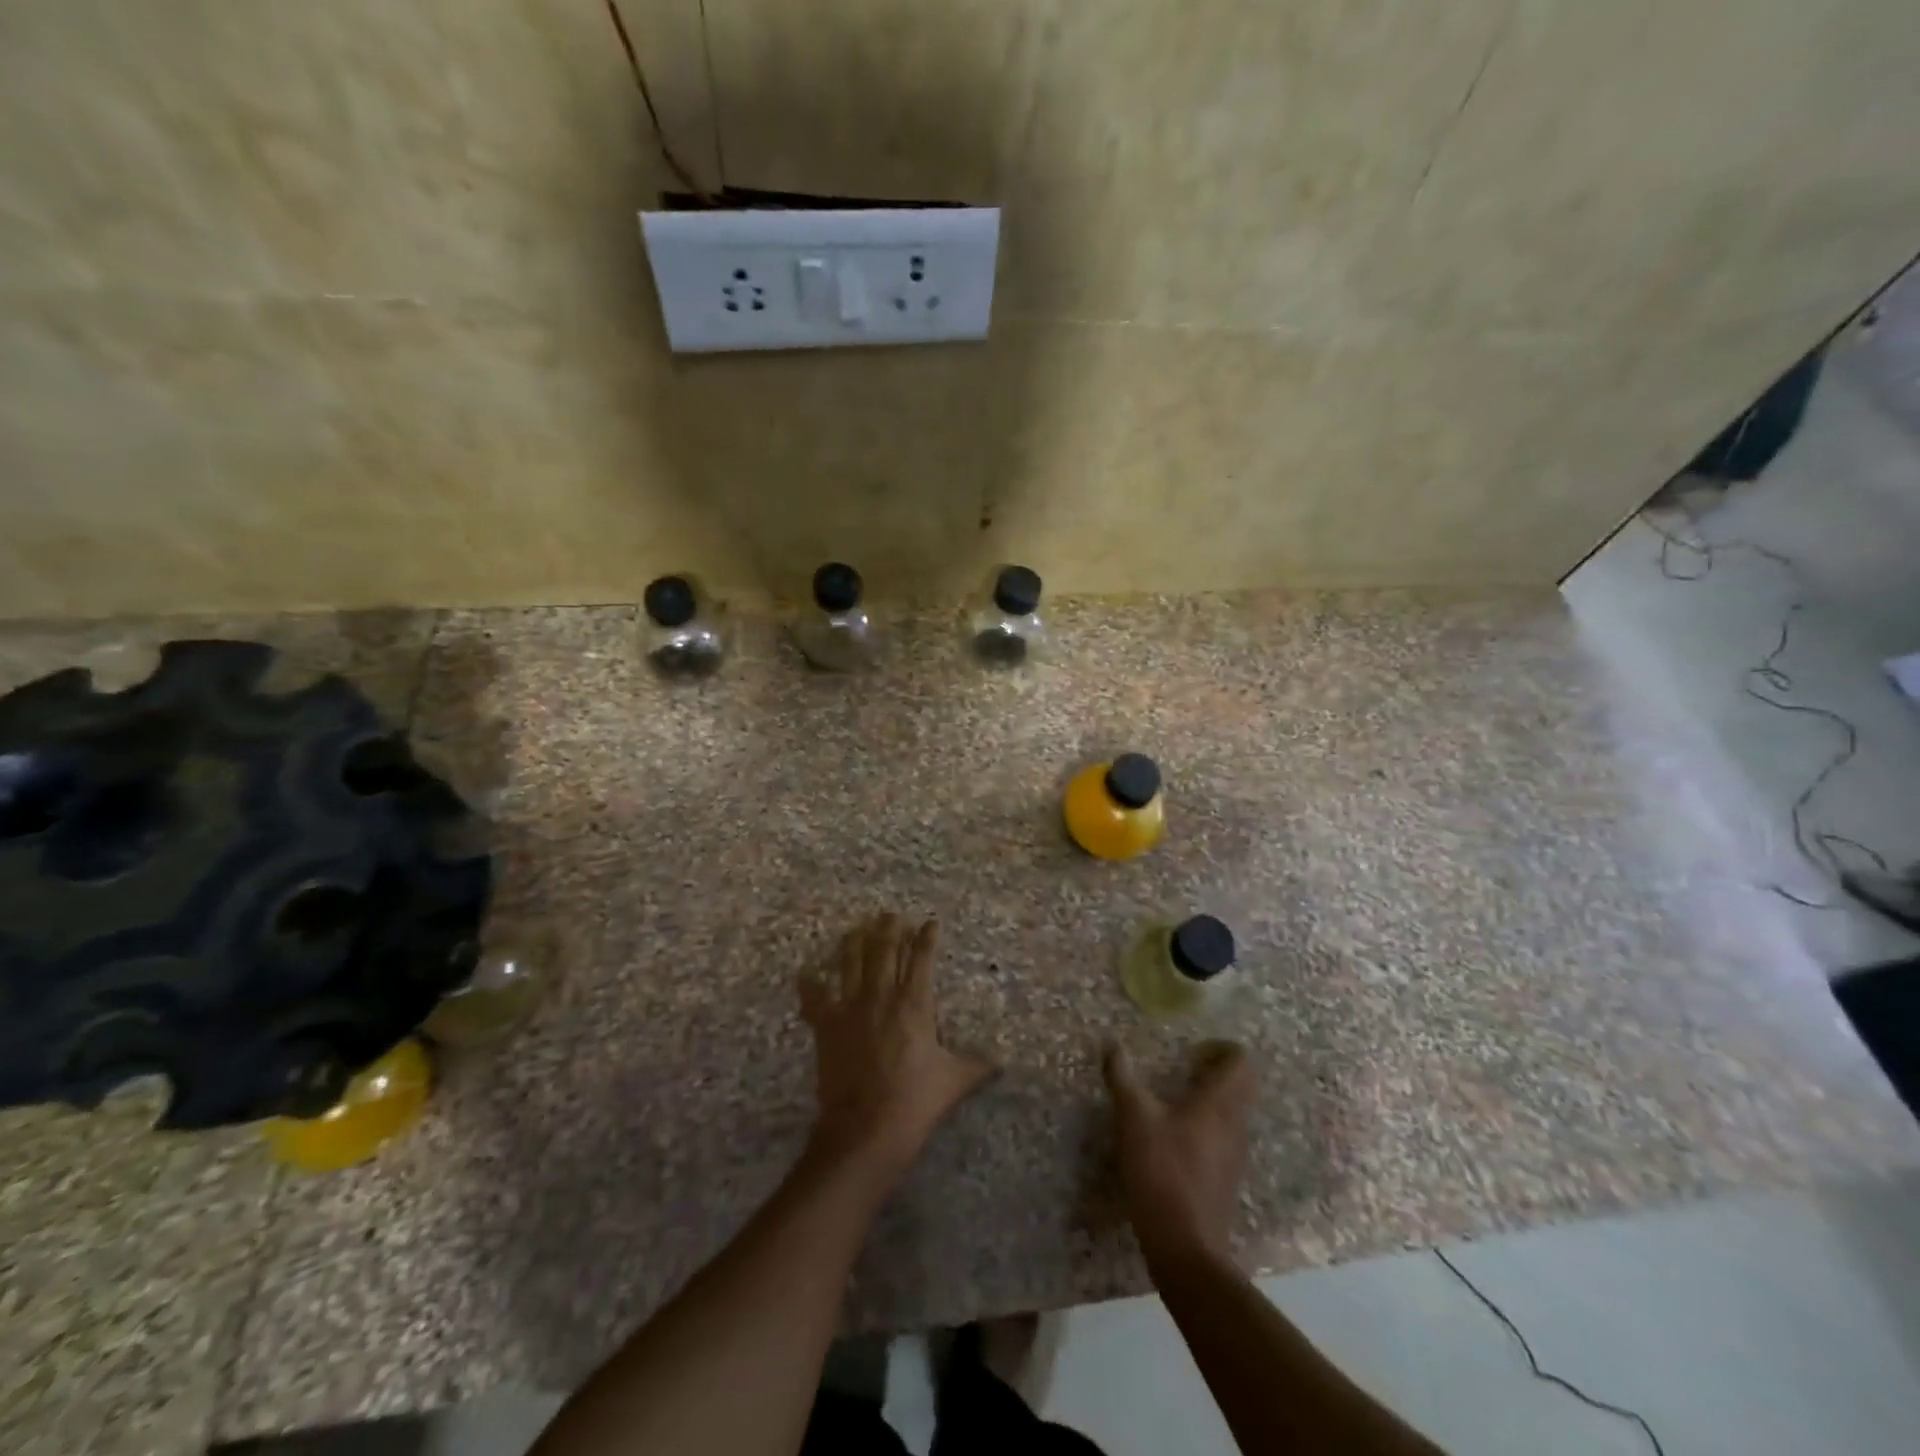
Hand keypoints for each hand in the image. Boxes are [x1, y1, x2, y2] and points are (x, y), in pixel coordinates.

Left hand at [800, 914, 994, 1178]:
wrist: (864, 1130)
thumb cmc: (914, 1103)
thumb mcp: (954, 1082)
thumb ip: (977, 1065)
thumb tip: (1002, 1060)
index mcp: (915, 1005)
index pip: (922, 959)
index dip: (926, 938)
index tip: (930, 922)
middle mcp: (881, 997)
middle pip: (884, 952)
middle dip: (889, 930)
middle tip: (890, 915)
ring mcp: (850, 1009)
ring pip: (851, 964)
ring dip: (854, 943)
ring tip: (857, 928)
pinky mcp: (826, 1027)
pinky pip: (815, 998)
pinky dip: (809, 984)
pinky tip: (806, 972)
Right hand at [1103, 1040, 1255, 1266]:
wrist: (1186, 1247)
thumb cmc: (1162, 1172)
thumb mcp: (1133, 1118)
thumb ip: (1122, 1077)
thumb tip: (1111, 1043)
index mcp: (1219, 1103)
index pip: (1241, 1062)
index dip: (1221, 1048)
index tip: (1192, 1050)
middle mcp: (1235, 1124)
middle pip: (1241, 1085)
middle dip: (1217, 1071)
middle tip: (1184, 1068)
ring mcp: (1235, 1154)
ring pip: (1234, 1112)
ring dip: (1213, 1098)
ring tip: (1176, 1098)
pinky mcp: (1227, 1178)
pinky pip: (1225, 1137)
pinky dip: (1208, 1125)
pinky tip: (1176, 1136)